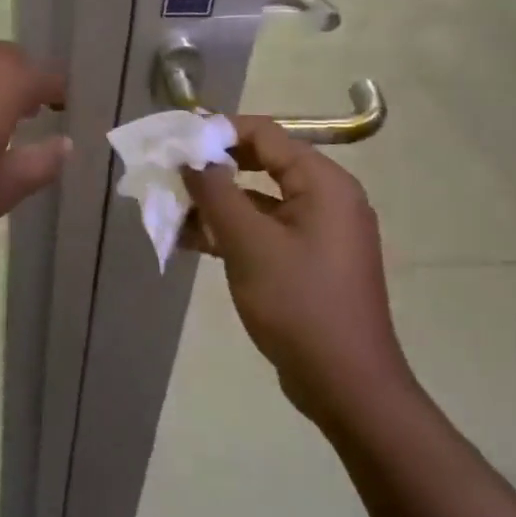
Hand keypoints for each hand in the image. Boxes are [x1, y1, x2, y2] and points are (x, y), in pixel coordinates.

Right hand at [181, 117, 414, 428]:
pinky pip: (264, 229)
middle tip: (169, 176)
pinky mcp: (308, 259)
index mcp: (323, 183)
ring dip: (215, 203)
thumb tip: (189, 155)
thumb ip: (215, 191)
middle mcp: (326, 197)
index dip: (217, 132)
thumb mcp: (248, 242)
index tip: (175, 143)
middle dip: (212, 170)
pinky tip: (190, 242)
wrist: (346, 385)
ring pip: (257, 199)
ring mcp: (318, 231)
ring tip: (170, 213)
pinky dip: (230, 230)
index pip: (264, 134)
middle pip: (260, 163)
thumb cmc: (298, 304)